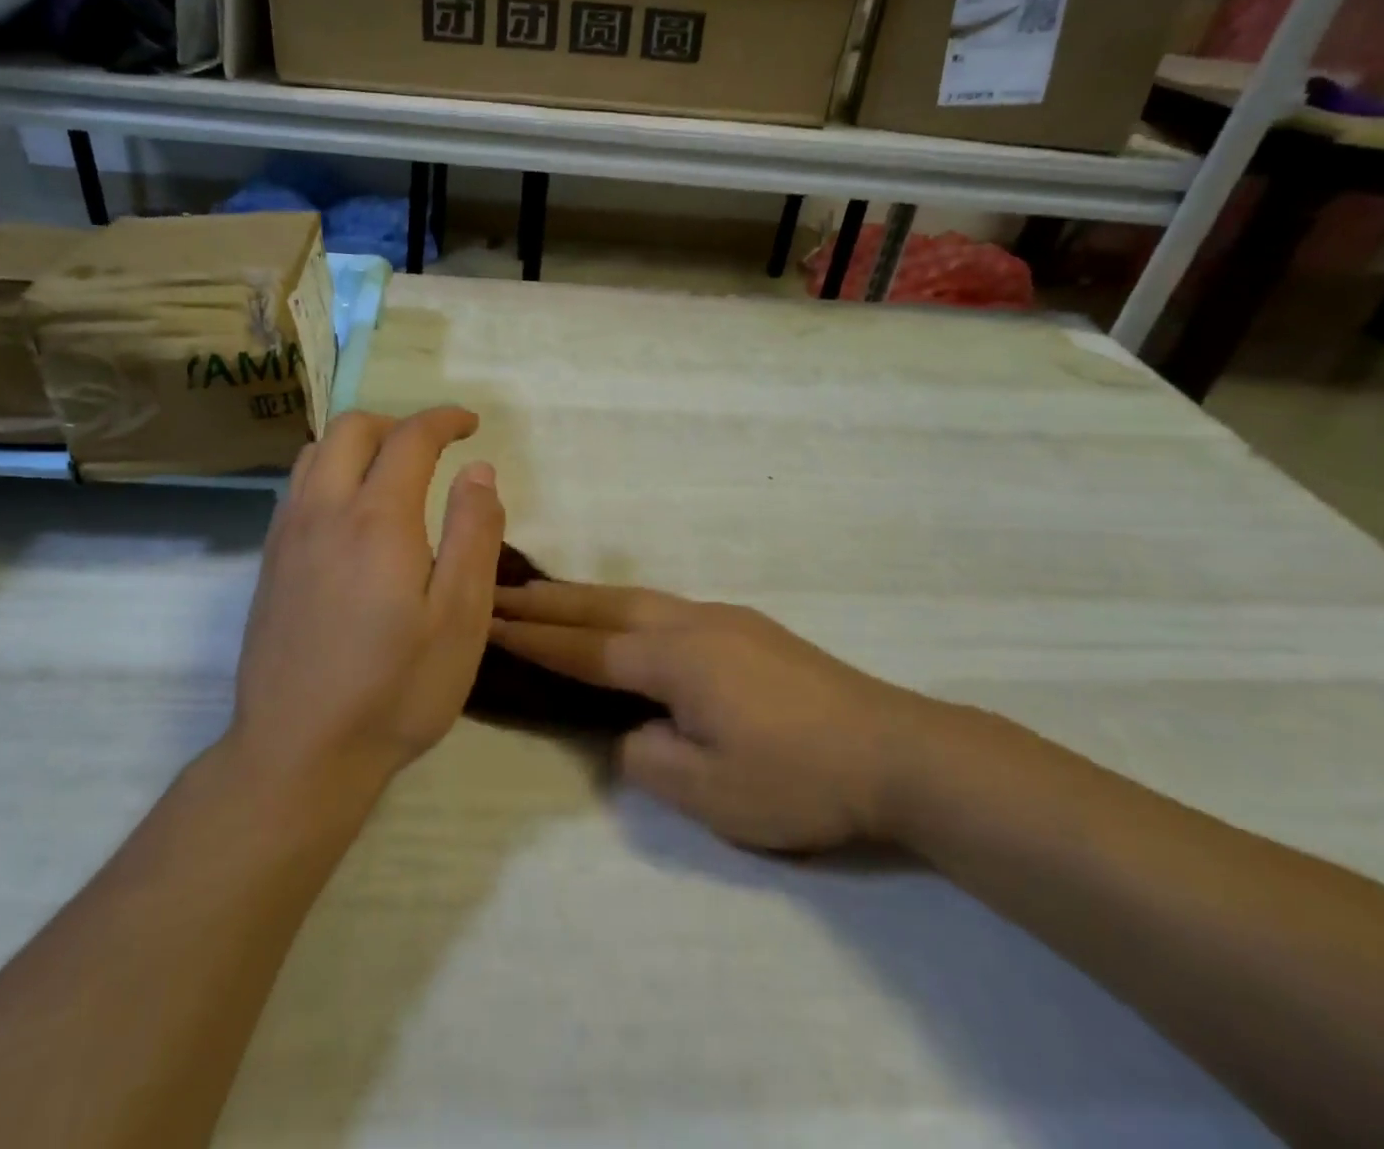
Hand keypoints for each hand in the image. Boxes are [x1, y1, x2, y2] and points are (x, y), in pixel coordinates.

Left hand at [229, 409, 504, 796]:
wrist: (299, 754)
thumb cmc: (395, 690)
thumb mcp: (461, 618)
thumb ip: (474, 534)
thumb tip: (477, 471)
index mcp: (378, 519)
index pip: (410, 438)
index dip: (443, 420)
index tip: (470, 424)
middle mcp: (324, 512)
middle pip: (351, 429)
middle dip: (397, 423)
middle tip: (434, 448)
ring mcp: (287, 537)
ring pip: (315, 454)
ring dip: (358, 444)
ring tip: (392, 474)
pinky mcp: (269, 564)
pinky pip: (297, 488)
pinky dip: (330, 473)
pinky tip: (352, 515)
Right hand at [490, 584, 935, 850]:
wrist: (896, 750)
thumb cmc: (797, 777)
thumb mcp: (709, 792)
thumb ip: (647, 757)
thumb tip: (631, 730)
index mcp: (673, 659)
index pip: (584, 648)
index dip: (533, 638)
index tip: (487, 620)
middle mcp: (690, 624)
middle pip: (603, 607)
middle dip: (547, 602)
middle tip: (498, 592)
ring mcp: (722, 619)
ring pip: (635, 600)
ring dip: (586, 597)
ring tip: (546, 596)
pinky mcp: (747, 628)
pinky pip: (665, 608)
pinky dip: (625, 607)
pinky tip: (625, 621)